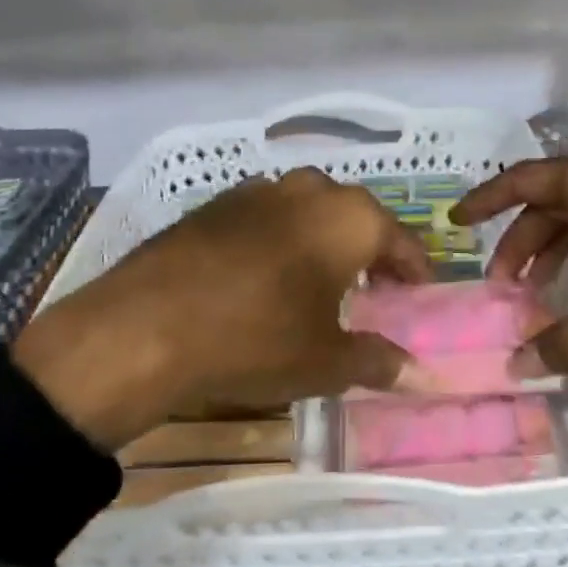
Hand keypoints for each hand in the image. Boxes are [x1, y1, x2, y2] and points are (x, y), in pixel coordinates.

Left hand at [11, 169, 430, 447]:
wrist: (145, 328)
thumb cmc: (256, 340)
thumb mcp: (326, 362)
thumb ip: (379, 362)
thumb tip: (422, 375)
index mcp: (348, 219)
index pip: (400, 239)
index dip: (415, 269)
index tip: (419, 293)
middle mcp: (307, 191)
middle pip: (355, 217)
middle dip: (369, 249)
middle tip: (372, 287)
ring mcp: (255, 192)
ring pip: (307, 211)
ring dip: (321, 240)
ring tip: (318, 279)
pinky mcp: (212, 206)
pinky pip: (264, 218)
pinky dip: (278, 240)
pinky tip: (264, 275)